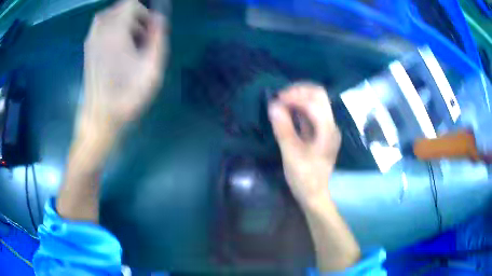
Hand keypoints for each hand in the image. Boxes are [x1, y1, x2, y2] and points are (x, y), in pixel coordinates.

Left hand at [80, 0, 166, 141]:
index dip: (144, 12)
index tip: (150, 29)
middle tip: (142, 37)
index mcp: (116, 33)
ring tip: (130, 42)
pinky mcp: (87, 49)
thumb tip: (159, 18)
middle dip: (134, 17)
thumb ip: (158, 38)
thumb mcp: (152, 69)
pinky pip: (100, 27)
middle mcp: (100, 32)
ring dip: (122, 22)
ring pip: (108, 16)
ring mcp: (91, 41)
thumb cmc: (127, 96)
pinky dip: (111, 29)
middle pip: (119, 8)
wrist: (100, 117)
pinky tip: (117, 47)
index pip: (130, 4)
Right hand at [268, 83, 340, 205]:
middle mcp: (330, 124)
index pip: (314, 101)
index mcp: (327, 130)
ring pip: (316, 101)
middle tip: (280, 97)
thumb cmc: (304, 177)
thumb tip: (273, 105)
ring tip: (282, 102)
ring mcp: (327, 127)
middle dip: (299, 91)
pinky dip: (299, 107)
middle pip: (319, 95)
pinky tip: (287, 111)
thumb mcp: (291, 154)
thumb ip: (283, 128)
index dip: (295, 96)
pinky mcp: (321, 132)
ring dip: (299, 97)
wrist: (314, 194)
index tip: (276, 100)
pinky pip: (311, 112)